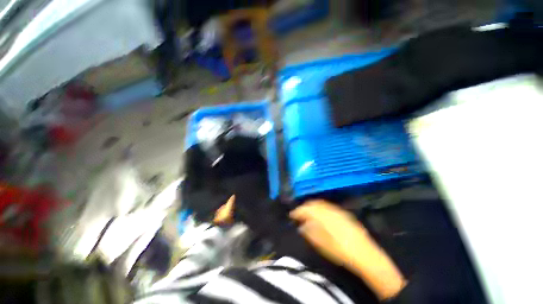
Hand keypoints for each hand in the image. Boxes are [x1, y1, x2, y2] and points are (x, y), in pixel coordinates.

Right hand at [290, 200, 405, 299]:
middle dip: (305, 207)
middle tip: (299, 213)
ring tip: (308, 213)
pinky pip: (328, 206)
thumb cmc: (341, 251)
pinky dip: (321, 208)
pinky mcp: (343, 213)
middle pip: (313, 203)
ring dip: (312, 206)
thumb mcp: (322, 245)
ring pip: (321, 203)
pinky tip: (320, 214)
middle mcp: (329, 210)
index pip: (306, 209)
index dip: (298, 211)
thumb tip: (302, 226)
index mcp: (323, 217)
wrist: (365, 254)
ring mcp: (338, 211)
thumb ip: (310, 232)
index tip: (292, 215)